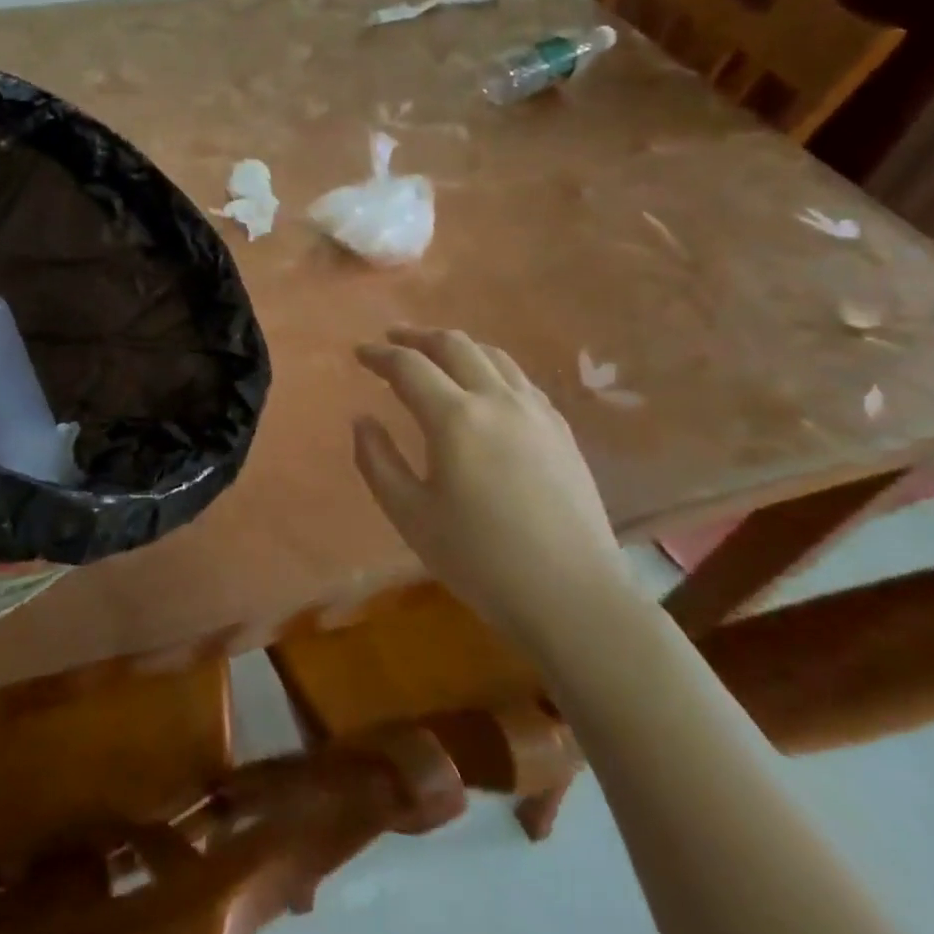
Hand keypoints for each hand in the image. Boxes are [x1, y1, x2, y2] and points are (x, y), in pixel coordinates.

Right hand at [353, 328, 633, 647]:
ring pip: (492, 355)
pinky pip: (519, 378)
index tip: (359, 353)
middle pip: (454, 345)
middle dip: (417, 336)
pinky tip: (484, 386)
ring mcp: (536, 411)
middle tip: (393, 339)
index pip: (409, 366)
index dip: (379, 355)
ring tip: (435, 354)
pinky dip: (490, 367)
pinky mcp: (561, 430)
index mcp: (455, 419)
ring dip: (456, 346)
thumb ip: (377, 461)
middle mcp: (497, 400)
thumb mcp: (410, 516)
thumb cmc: (480, 560)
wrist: (573, 597)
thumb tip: (363, 419)